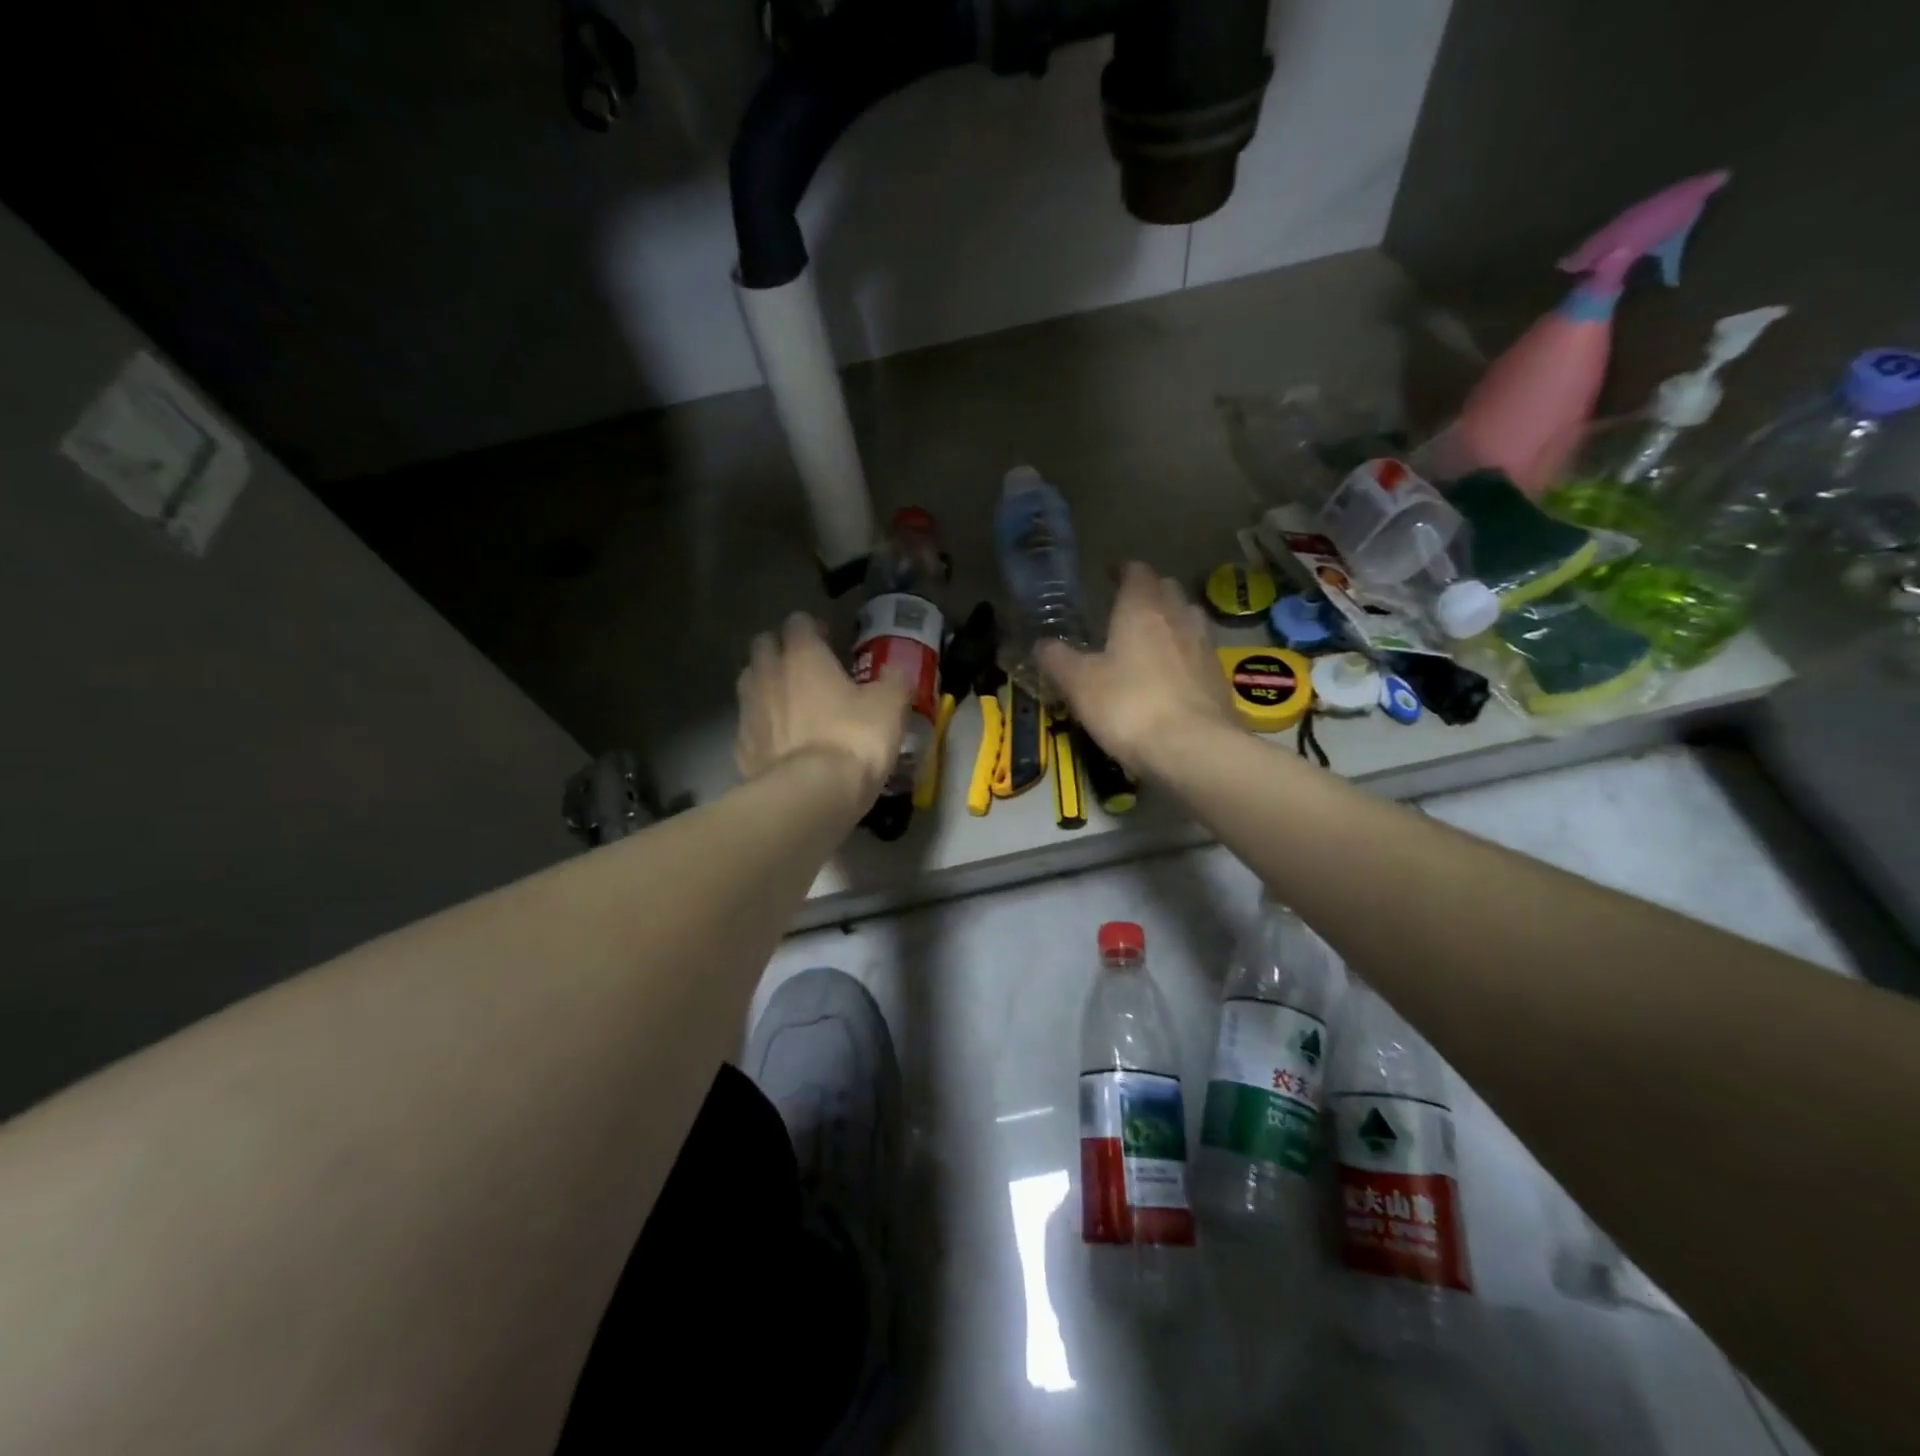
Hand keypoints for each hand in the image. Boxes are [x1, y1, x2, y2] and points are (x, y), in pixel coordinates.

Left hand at [736, 613, 910, 800]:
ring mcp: (749, 710)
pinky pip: (749, 724)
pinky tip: (779, 740)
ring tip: (790, 701)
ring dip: (767, 684)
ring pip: (750, 682)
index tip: (829, 640)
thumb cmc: (853, 739)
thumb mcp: (890, 706)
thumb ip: (893, 680)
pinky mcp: (741, 746)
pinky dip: (762, 725)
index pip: (798, 623)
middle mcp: (768, 674)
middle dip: (781, 650)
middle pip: (764, 646)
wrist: (810, 795)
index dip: (813, 628)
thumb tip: (896, 669)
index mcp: (803, 656)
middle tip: (806, 668)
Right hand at [1037, 563, 1236, 775]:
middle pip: (1166, 590)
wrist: (1193, 749)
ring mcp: (1204, 646)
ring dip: (1170, 621)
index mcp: (1142, 609)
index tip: (1108, 575)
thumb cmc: (1129, 706)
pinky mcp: (1218, 677)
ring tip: (1150, 639)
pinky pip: (1198, 652)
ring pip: (1187, 618)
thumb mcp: (1079, 684)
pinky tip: (1171, 675)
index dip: (1122, 570)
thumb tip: (1041, 644)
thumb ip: (1058, 659)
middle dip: (1148, 593)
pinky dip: (1183, 654)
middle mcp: (1178, 617)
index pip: (1136, 572)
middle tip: (1126, 609)